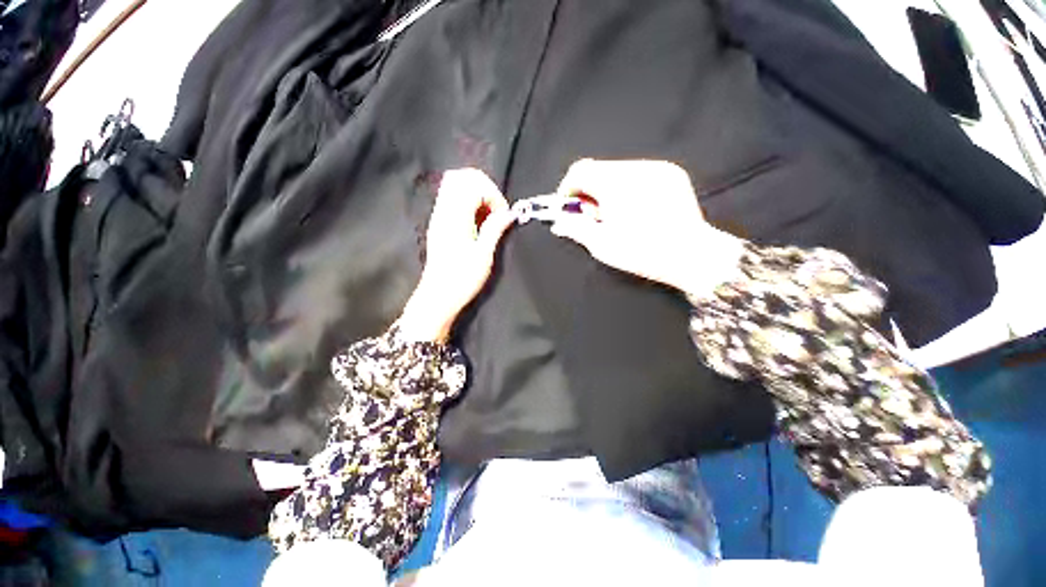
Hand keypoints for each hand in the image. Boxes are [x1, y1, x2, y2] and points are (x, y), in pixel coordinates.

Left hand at [398, 169, 514, 341]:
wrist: (438, 296)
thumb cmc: (462, 279)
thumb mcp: (484, 255)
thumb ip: (495, 228)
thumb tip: (509, 213)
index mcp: (455, 217)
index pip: (473, 185)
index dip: (493, 195)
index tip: (502, 215)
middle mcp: (443, 211)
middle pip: (460, 177)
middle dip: (484, 187)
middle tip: (495, 209)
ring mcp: (438, 216)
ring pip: (454, 185)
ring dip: (475, 194)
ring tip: (487, 215)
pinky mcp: (438, 223)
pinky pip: (451, 199)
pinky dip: (467, 202)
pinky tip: (476, 221)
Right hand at [549, 159, 744, 297]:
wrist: (691, 254)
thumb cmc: (643, 253)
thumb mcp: (602, 245)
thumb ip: (575, 228)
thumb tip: (558, 222)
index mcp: (616, 186)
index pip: (580, 171)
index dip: (567, 188)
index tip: (567, 206)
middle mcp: (635, 169)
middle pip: (597, 169)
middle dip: (587, 190)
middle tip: (591, 214)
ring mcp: (655, 168)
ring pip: (617, 170)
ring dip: (607, 188)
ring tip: (615, 213)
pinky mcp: (670, 172)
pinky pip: (637, 172)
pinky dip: (627, 186)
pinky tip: (634, 207)